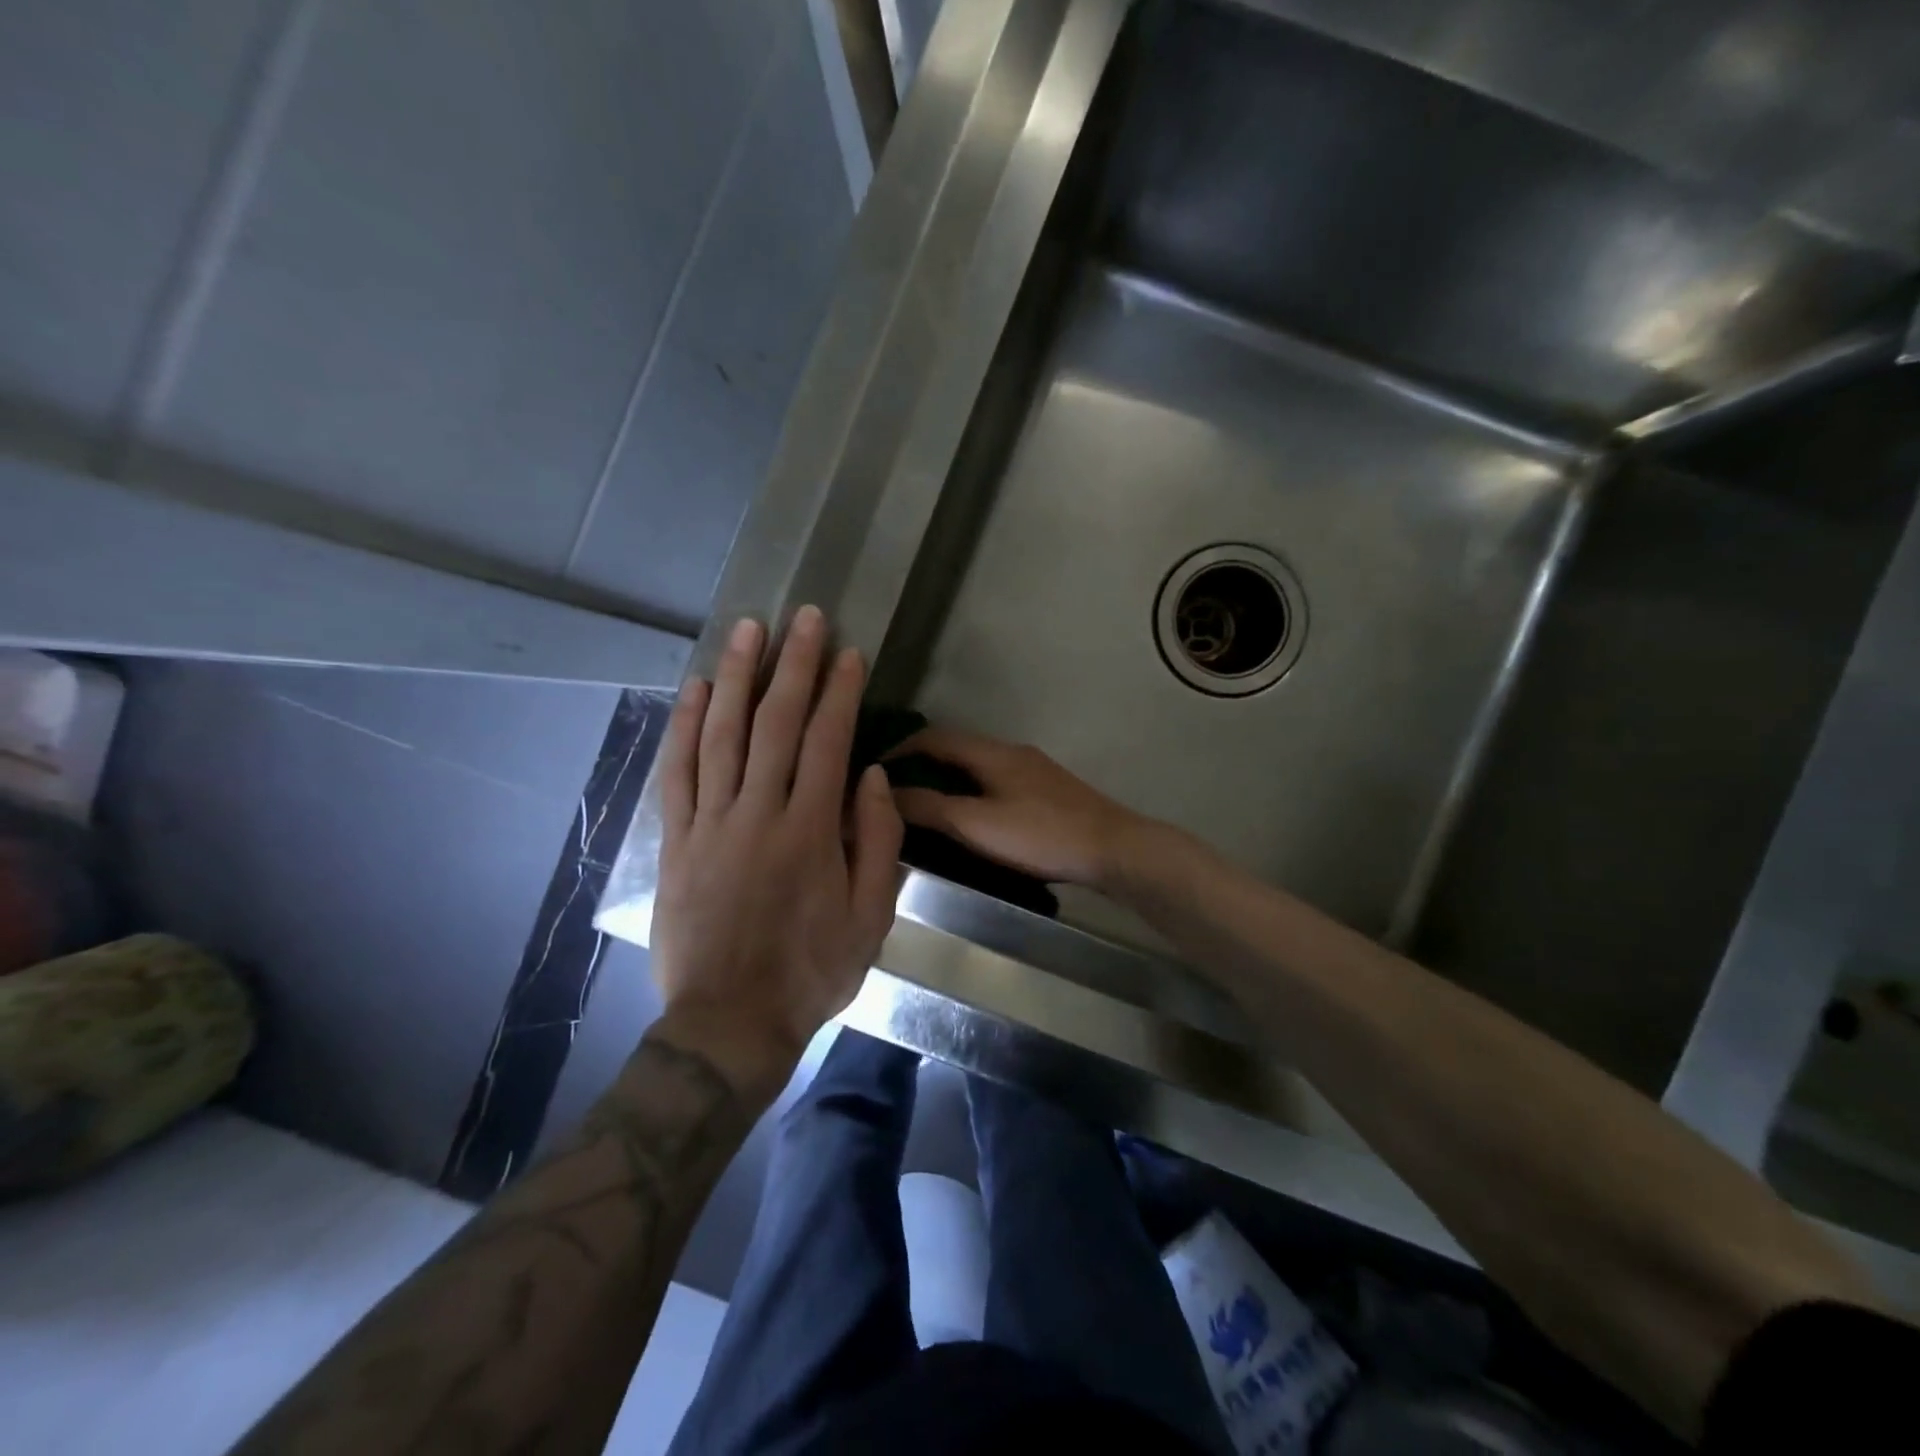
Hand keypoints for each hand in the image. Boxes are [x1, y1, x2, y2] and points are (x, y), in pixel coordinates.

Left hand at [650, 606, 903, 1098]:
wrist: (729, 1022)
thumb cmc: (811, 970)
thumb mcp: (871, 917)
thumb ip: (877, 841)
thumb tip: (872, 777)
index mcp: (810, 830)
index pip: (827, 742)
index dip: (840, 691)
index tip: (849, 652)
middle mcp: (758, 812)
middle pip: (775, 723)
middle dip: (794, 664)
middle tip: (804, 617)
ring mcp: (710, 823)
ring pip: (721, 734)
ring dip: (735, 676)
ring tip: (748, 630)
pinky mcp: (676, 840)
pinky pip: (676, 772)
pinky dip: (683, 726)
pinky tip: (692, 689)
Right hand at [890, 726, 1149, 887]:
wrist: (1112, 848)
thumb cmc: (1041, 834)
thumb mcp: (977, 824)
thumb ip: (930, 808)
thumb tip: (884, 792)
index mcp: (991, 753)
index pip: (934, 737)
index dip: (902, 748)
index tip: (875, 769)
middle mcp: (1011, 752)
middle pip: (957, 748)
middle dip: (923, 763)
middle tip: (895, 790)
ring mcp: (1033, 770)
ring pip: (978, 766)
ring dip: (948, 778)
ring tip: (925, 805)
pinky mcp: (1048, 791)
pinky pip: (997, 781)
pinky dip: (972, 791)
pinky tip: (972, 817)